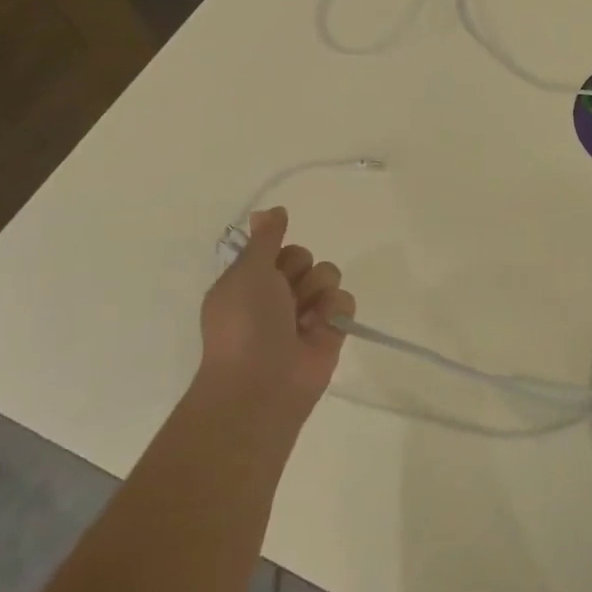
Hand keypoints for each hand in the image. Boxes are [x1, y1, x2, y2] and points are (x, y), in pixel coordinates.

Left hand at [195, 207, 354, 430]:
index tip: (272, 262)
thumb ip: (265, 238)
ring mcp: (306, 313)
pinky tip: (320, 328)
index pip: (278, 246)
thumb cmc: (246, 322)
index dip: (279, 250)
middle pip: (306, 257)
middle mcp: (278, 294)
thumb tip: (271, 209)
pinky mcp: (332, 330)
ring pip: (328, 275)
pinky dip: (334, 311)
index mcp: (251, 280)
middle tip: (285, 295)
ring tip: (303, 316)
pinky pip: (345, 300)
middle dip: (300, 271)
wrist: (262, 382)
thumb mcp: (248, 271)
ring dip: (317, 291)